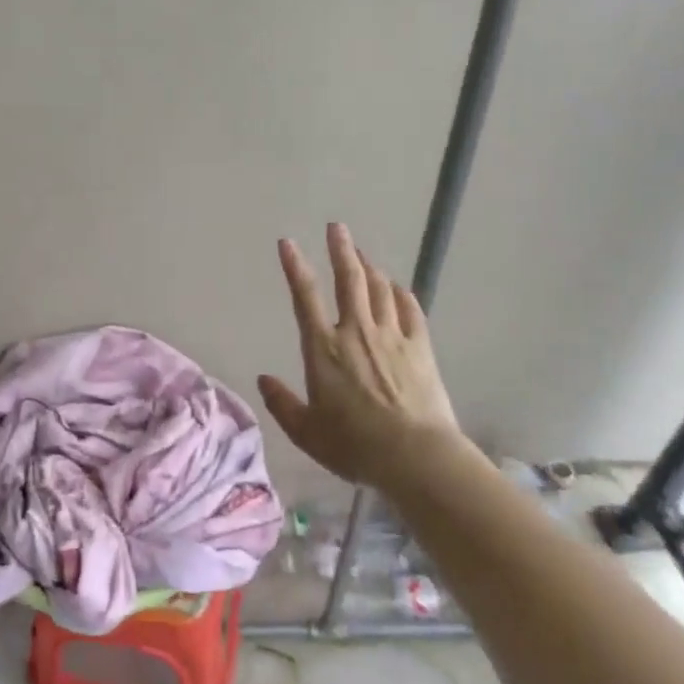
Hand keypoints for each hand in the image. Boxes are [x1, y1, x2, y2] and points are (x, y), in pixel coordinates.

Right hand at [257, 223, 464, 489]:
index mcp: (323, 349)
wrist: (415, 456)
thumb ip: (282, 404)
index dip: (295, 267)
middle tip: (337, 227)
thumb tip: (263, 380)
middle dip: (341, 250)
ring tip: (362, 253)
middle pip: (348, 280)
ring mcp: (391, 337)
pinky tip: (397, 287)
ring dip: (369, 266)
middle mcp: (356, 332)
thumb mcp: (306, 432)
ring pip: (378, 289)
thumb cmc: (354, 445)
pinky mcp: (420, 348)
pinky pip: (409, 310)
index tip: (288, 243)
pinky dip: (400, 294)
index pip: (305, 297)